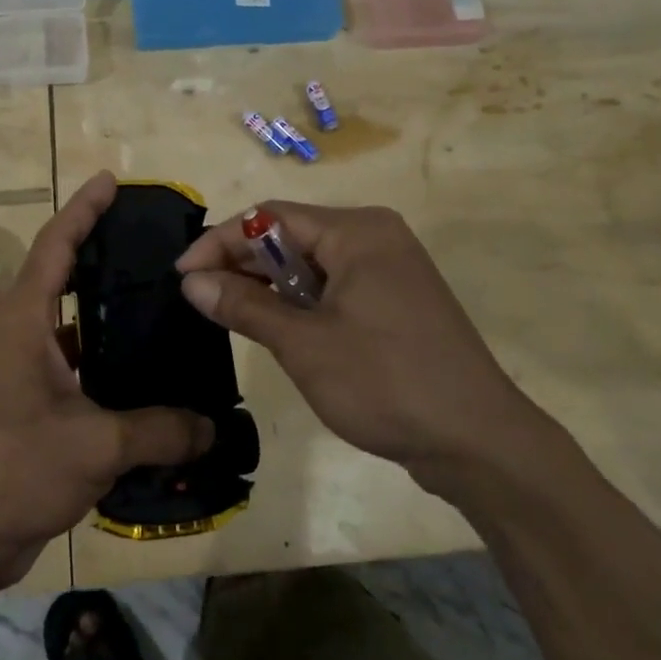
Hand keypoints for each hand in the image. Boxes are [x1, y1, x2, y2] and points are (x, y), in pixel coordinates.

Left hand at [0, 171, 213, 590]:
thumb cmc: (12, 470)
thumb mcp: (95, 443)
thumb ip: (160, 429)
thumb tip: (213, 425)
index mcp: (22, 321)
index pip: (55, 246)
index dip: (83, 210)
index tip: (110, 181)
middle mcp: (18, 335)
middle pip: (60, 275)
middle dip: (98, 250)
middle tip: (150, 240)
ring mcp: (22, 372)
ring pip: (69, 324)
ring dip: (104, 309)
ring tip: (157, 297)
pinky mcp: (30, 406)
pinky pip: (75, 365)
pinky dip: (105, 357)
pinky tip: (144, 368)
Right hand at [176, 202, 538, 475]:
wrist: (478, 442)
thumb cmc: (386, 383)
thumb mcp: (304, 344)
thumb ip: (245, 305)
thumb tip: (191, 282)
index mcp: (357, 231)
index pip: (271, 217)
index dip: (220, 242)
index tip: (182, 275)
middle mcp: (375, 236)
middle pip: (292, 234)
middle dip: (242, 262)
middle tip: (199, 296)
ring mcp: (390, 269)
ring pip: (312, 262)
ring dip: (269, 283)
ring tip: (227, 311)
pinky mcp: (396, 300)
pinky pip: (335, 285)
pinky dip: (300, 300)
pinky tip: (275, 324)